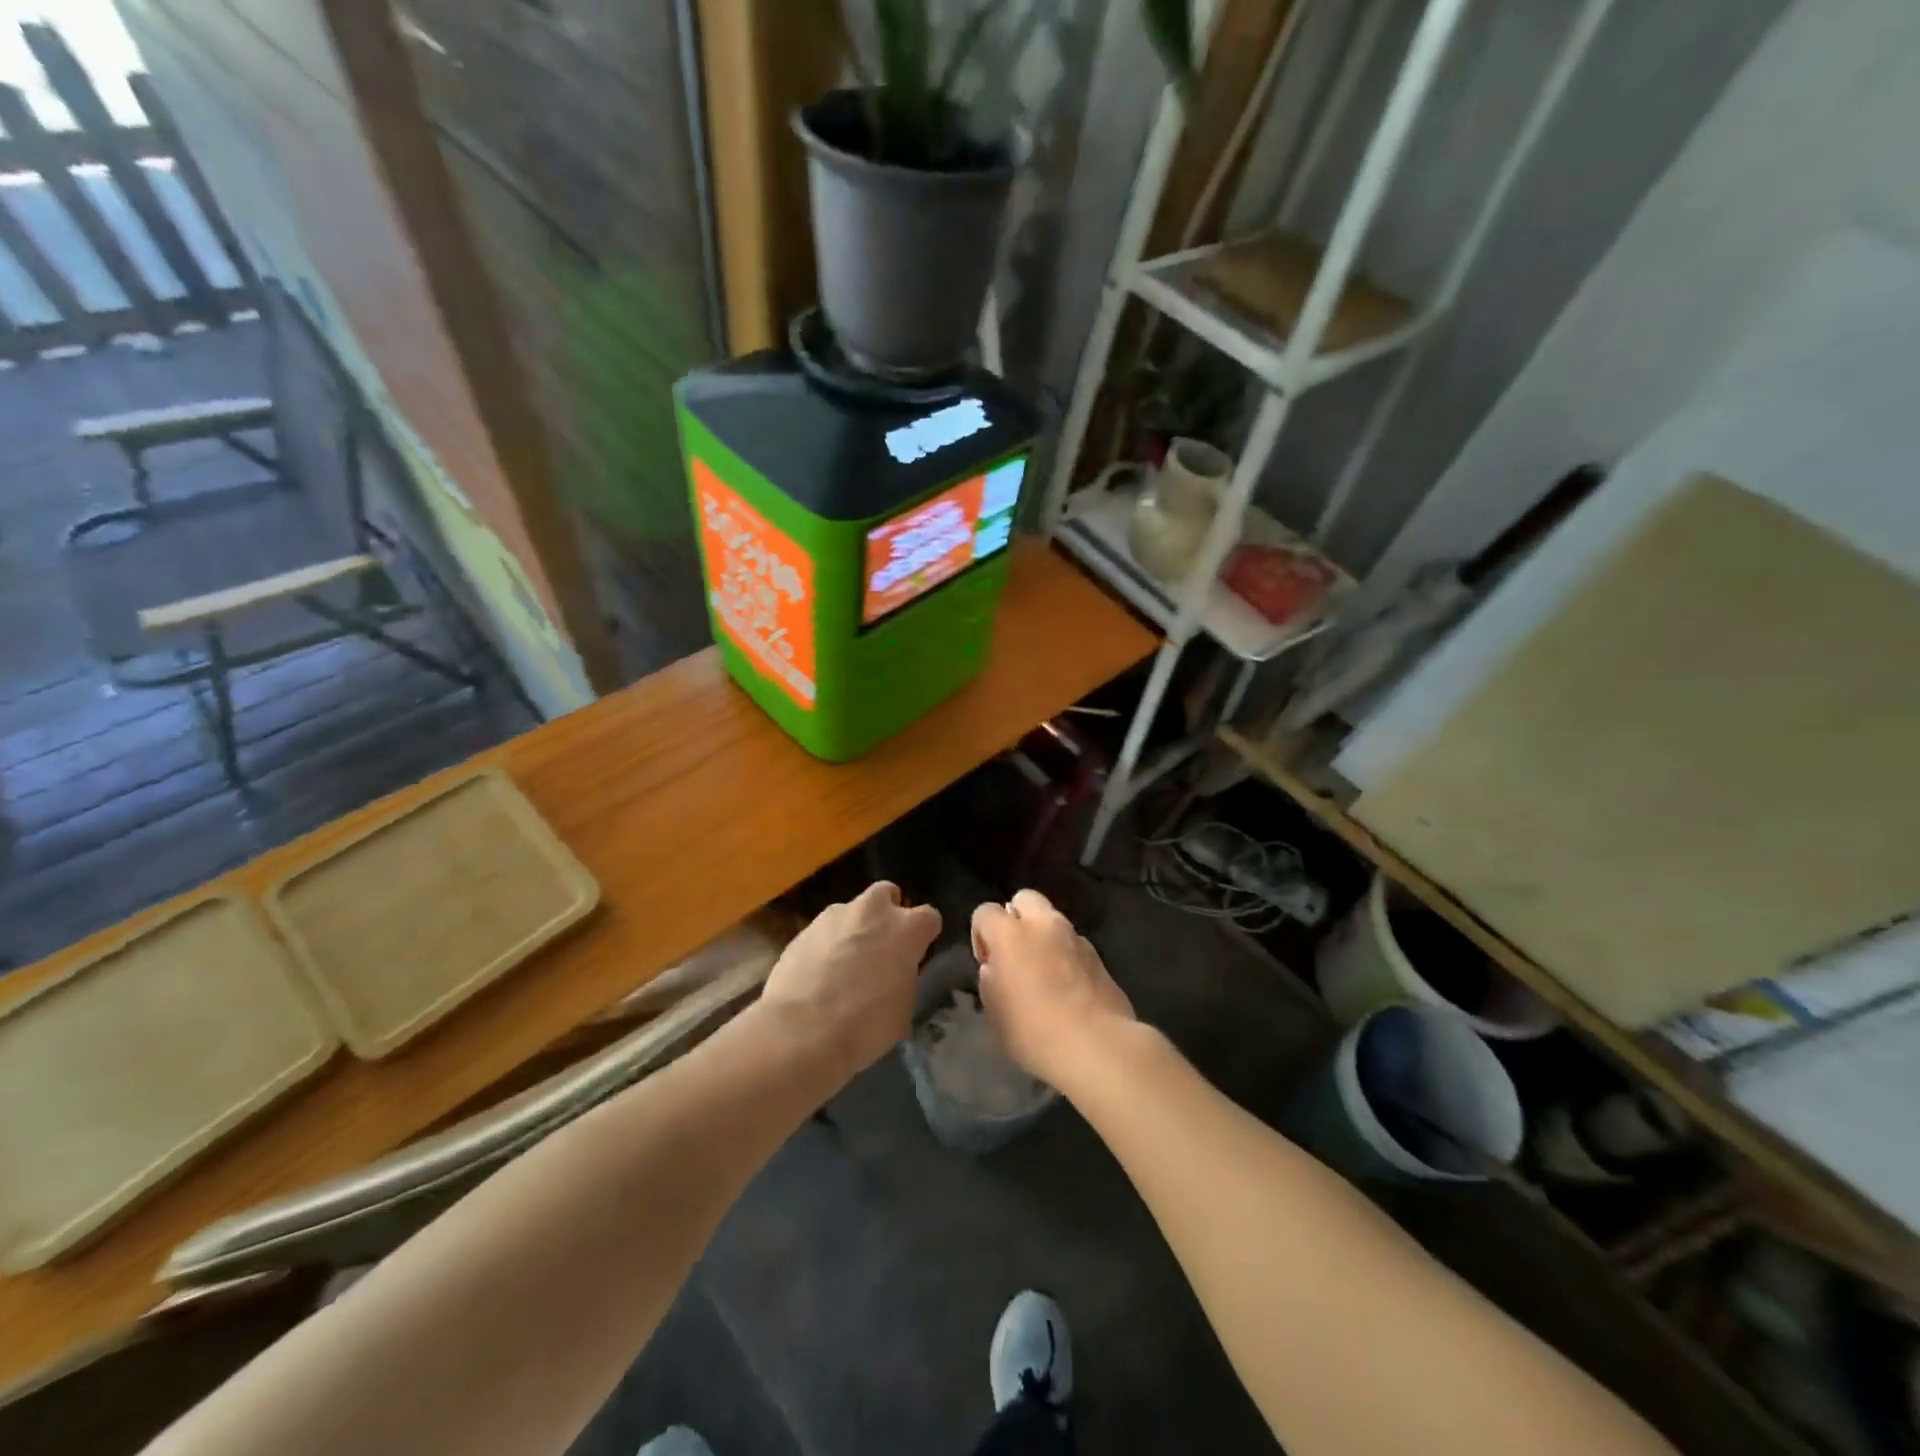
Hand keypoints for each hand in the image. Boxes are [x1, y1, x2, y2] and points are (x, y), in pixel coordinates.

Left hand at [760, 882, 940, 1078]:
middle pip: (886, 894)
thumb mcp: (903, 1009)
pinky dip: (825, 945)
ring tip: (843, 964)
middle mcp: (872, 911)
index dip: (923, 935)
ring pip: (851, 911)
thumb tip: (895, 977)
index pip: (929, 917)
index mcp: (905, 929)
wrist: (801, 1031)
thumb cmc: (865, 1026)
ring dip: (852, 929)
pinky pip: (822, 931)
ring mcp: (833, 916)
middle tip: (880, 946)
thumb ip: (904, 978)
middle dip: (886, 913)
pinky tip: (817, 975)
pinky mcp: (802, 930)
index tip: (916, 954)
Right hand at [971, 889, 1136, 1090]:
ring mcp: (1076, 937)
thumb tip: (997, 967)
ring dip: (1044, 937)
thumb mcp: (994, 1011)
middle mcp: (1044, 925)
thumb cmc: (1034, 1031)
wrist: (1096, 1045)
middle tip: (1016, 955)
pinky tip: (1068, 988)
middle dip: (1016, 919)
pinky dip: (1066, 955)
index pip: (985, 912)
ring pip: (1053, 920)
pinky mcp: (1098, 955)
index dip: (981, 935)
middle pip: (1025, 899)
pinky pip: (1073, 944)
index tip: (988, 965)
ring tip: (1044, 974)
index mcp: (1010, 934)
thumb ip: (990, 979)